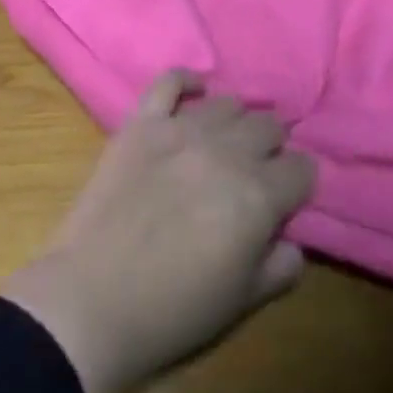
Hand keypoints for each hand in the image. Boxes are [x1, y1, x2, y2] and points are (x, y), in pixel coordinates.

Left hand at [0, 71, 314, 392]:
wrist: (91, 299)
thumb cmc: (172, 311)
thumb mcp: (243, 302)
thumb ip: (280, 266)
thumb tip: (290, 239)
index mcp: (258, 195)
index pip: (302, 169)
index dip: (297, 185)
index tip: (285, 201)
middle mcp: (226, 152)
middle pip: (268, 127)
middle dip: (271, 150)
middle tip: (254, 174)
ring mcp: (179, 130)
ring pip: (227, 104)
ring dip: (235, 123)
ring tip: (223, 145)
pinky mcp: (140, 123)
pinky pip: (169, 81)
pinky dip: (186, 82)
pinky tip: (194, 94)